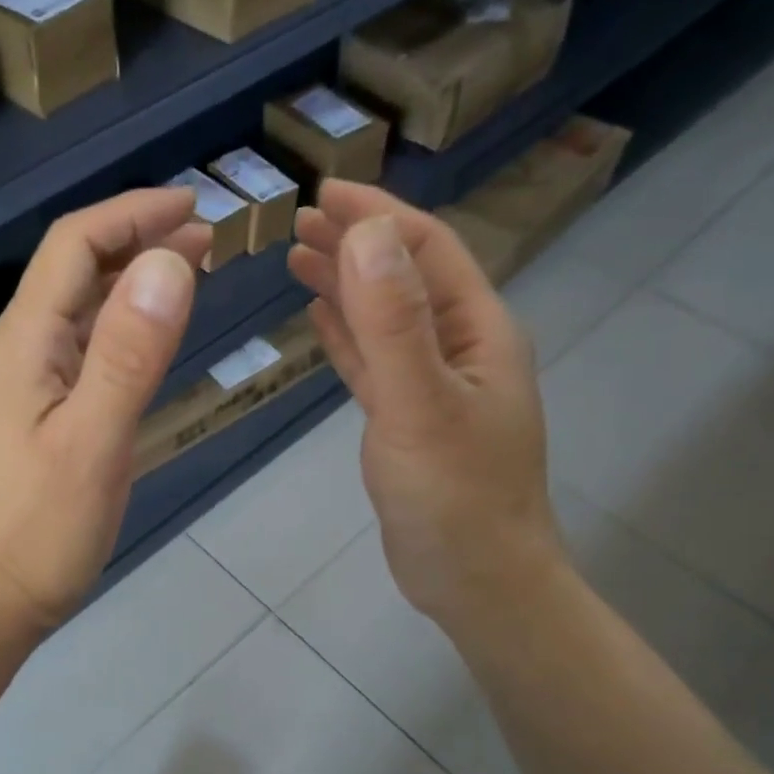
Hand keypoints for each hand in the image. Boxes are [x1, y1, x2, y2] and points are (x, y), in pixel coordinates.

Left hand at [0, 189, 207, 637]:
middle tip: (208, 237)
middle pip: (78, 266)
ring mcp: (34, 380)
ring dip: (136, 276)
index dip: (132, 214)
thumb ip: (128, 354)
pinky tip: (157, 329)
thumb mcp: (93, 442)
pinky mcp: (48, 409)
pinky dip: (128, 321)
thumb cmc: (44, 528)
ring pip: (86, 304)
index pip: (76, 246)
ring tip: (194, 267)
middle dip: (140, 238)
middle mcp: (25, 348)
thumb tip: (171, 263)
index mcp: (27, 342)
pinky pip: (90, 344)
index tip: (194, 206)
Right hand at [288, 180, 564, 625]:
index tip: (322, 193)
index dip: (376, 215)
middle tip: (297, 223)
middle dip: (355, 243)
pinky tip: (321, 320)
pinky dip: (348, 337)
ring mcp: (433, 386)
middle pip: (404, 278)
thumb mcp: (420, 403)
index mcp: (477, 330)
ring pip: (386, 319)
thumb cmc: (455, 495)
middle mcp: (459, 348)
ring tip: (298, 260)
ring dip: (346, 286)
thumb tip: (366, 233)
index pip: (426, 250)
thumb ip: (393, 321)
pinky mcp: (409, 421)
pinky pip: (375, 363)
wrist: (476, 580)